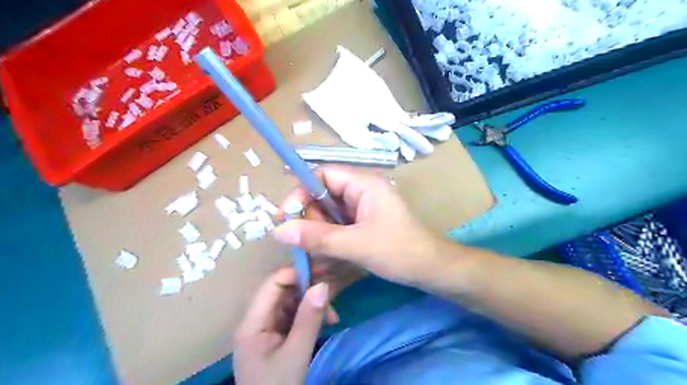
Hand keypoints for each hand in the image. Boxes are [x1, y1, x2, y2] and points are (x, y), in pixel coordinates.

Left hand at [236, 268, 331, 384]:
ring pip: (290, 302)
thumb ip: (309, 319)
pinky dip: (310, 316)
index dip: (295, 274)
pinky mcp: (275, 336)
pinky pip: (293, 316)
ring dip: (312, 304)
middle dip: (308, 291)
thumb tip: (323, 285)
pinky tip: (326, 322)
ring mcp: (265, 328)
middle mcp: (256, 320)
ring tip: (333, 316)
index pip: (272, 284)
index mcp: (253, 322)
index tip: (322, 277)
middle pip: (282, 291)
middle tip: (332, 298)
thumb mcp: (296, 354)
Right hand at [273, 166, 445, 287]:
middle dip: (310, 220)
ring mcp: (363, 209)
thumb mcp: (356, 245)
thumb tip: (278, 231)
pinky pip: (337, 227)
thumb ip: (317, 237)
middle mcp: (361, 191)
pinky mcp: (363, 224)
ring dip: (318, 234)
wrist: (433, 270)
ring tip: (315, 256)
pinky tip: (325, 259)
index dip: (301, 191)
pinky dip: (328, 241)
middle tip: (304, 245)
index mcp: (364, 184)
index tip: (287, 217)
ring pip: (328, 214)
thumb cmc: (400, 251)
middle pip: (323, 196)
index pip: (323, 175)